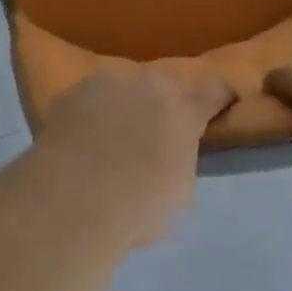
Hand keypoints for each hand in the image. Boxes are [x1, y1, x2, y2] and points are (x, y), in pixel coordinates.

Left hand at [31, 69, 235, 248]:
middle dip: (159, 106)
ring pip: (122, 90)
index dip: (219, 97)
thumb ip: (179, 162)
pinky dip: (87, 116)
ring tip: (105, 143)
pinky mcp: (72, 92)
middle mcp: (149, 85)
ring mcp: (108, 82)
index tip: (219, 104)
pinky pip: (88, 101)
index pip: (215, 89)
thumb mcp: (177, 194)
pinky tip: (77, 143)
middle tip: (147, 139)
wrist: (72, 200)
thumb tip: (168, 158)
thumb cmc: (136, 208)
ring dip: (120, 108)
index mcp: (184, 111)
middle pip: (162, 87)